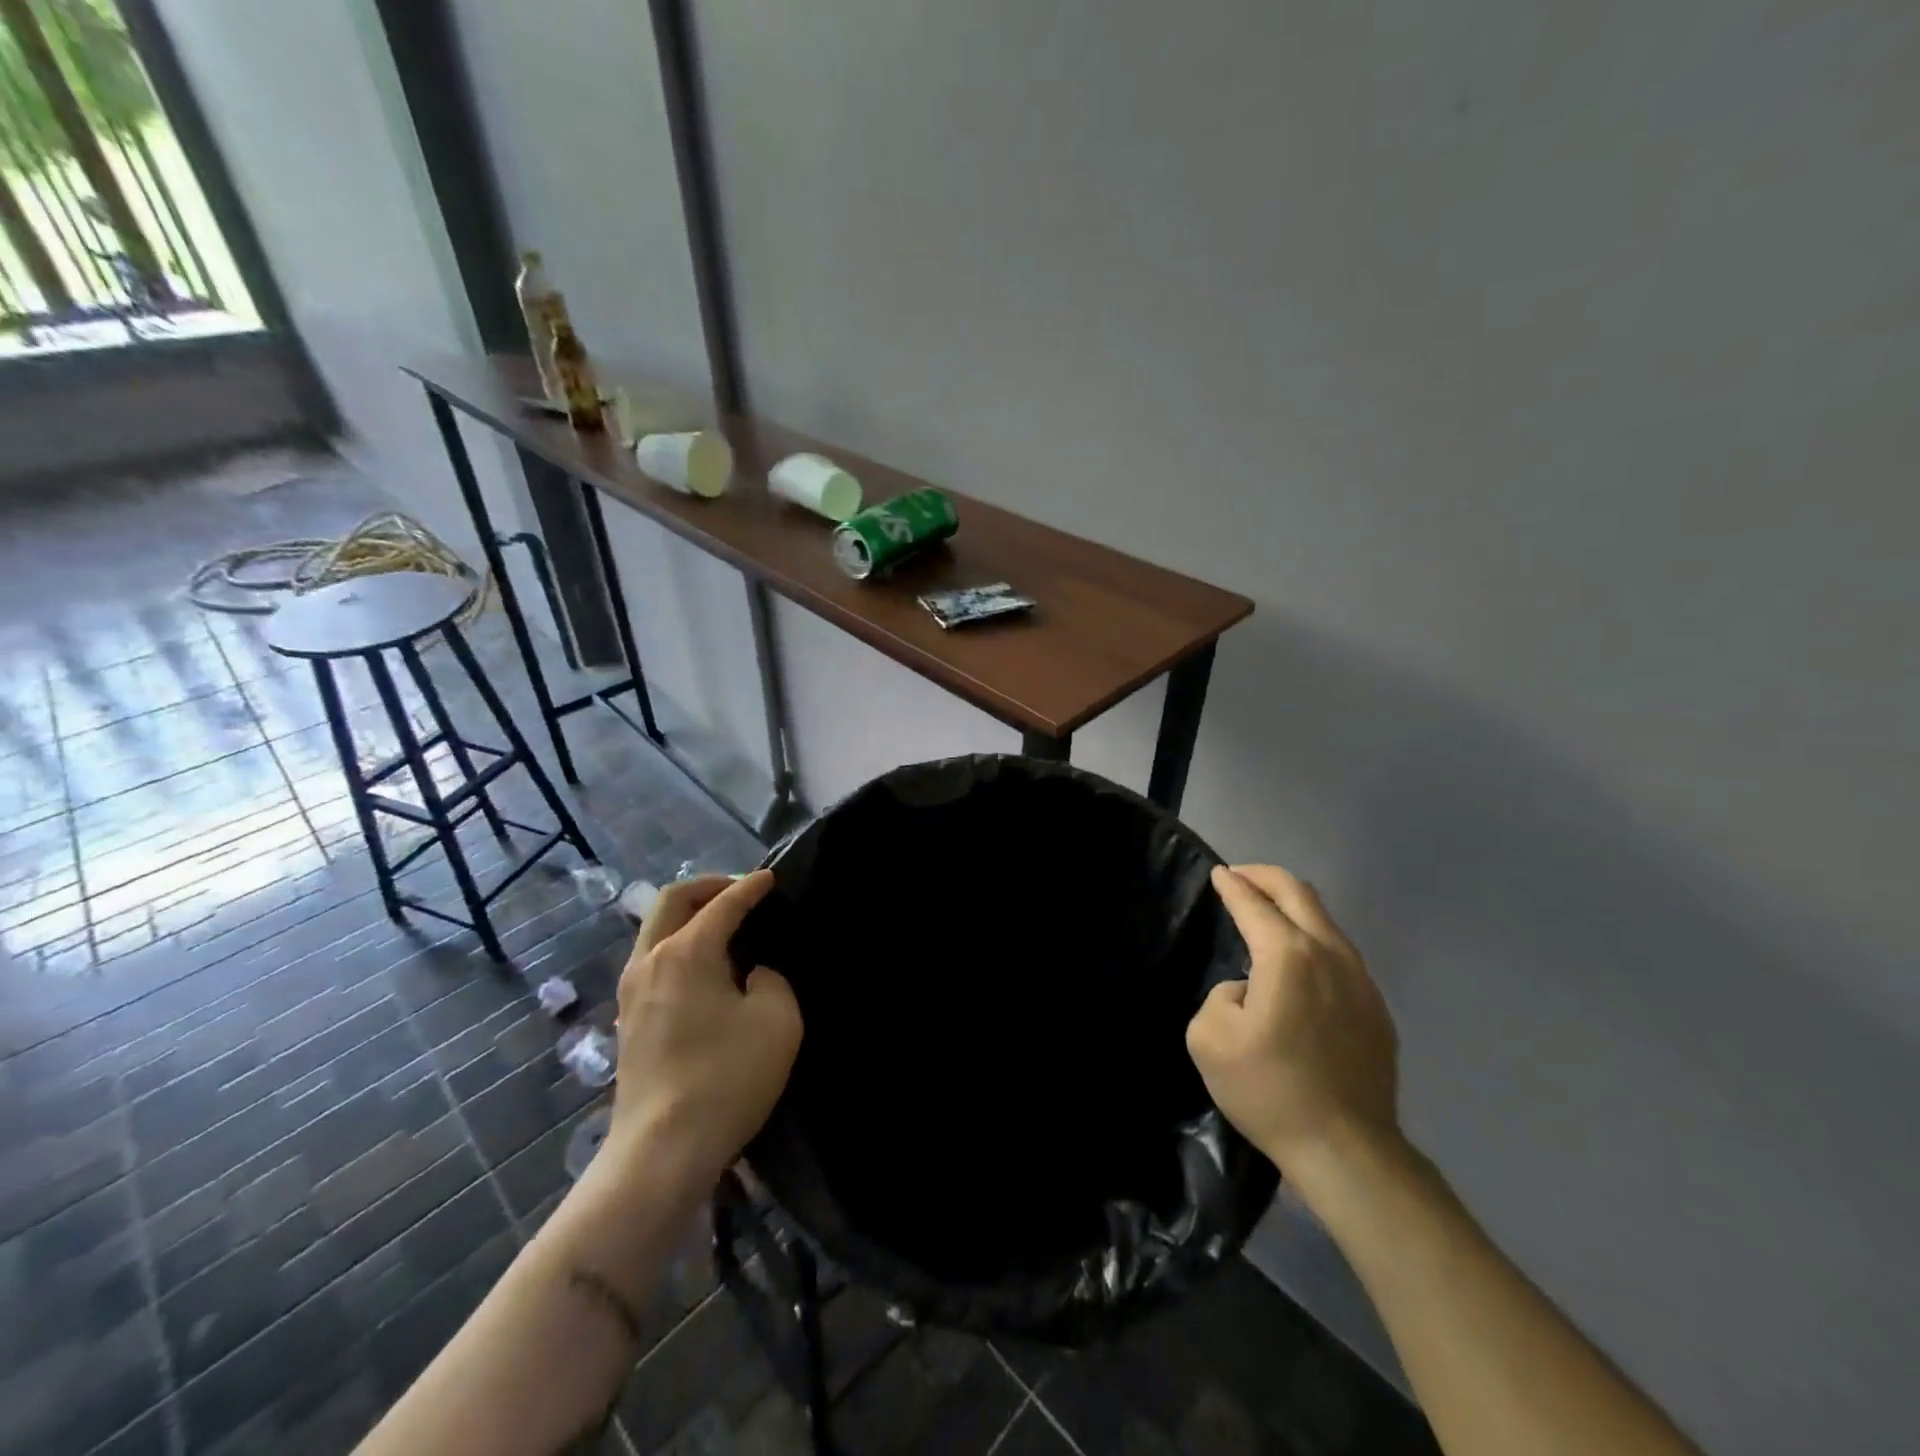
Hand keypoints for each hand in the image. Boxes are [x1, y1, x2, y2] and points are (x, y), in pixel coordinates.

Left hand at [606, 872, 800, 1187]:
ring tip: (723, 924)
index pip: (723, 904)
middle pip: (671, 900)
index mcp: (687, 952)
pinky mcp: (626, 1019)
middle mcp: (650, 960)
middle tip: (741, 890)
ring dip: (688, 914)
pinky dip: (677, 942)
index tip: (772, 878)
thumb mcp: (778, 1020)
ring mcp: (631, 991)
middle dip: (708, 886)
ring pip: (655, 928)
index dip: (751, 887)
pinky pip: (652, 958)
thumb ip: (771, 980)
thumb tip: (752, 975)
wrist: (662, 1151)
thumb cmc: (726, 1078)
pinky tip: (703, 964)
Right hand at [1187, 864, 1401, 1193]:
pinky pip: (1338, 954)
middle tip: (1239, 877)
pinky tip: (1296, 967)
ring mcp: (1361, 981)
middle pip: (1299, 893)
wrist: (1346, 1150)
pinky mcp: (1376, 1009)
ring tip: (1266, 916)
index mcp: (1288, 955)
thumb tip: (1249, 990)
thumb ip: (1221, 994)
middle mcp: (1330, 954)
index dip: (1232, 885)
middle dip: (1264, 877)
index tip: (1218, 874)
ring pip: (1325, 921)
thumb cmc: (1269, 1090)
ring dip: (1292, 907)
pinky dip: (1311, 940)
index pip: (1254, 903)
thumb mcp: (1209, 1038)